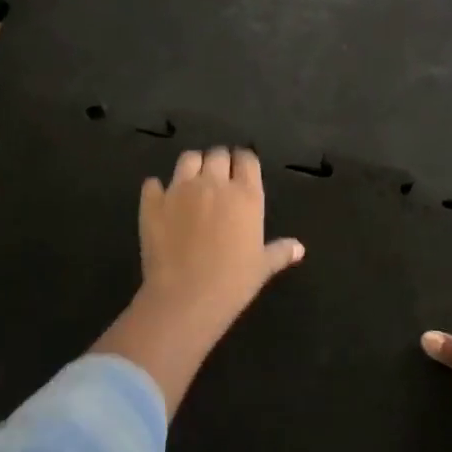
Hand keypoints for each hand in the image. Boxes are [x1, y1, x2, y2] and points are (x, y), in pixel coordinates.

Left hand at [95, 147, 304, 411]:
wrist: (185, 298)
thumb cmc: (233, 283)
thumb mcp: (262, 267)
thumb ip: (280, 252)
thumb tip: (299, 248)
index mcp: (245, 194)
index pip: (247, 158)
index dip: (243, 162)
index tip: (241, 172)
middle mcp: (213, 183)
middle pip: (217, 154)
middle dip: (219, 162)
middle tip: (218, 179)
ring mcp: (180, 189)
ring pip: (187, 159)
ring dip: (192, 166)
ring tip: (192, 183)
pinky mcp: (152, 202)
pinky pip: (153, 183)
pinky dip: (158, 189)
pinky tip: (162, 201)